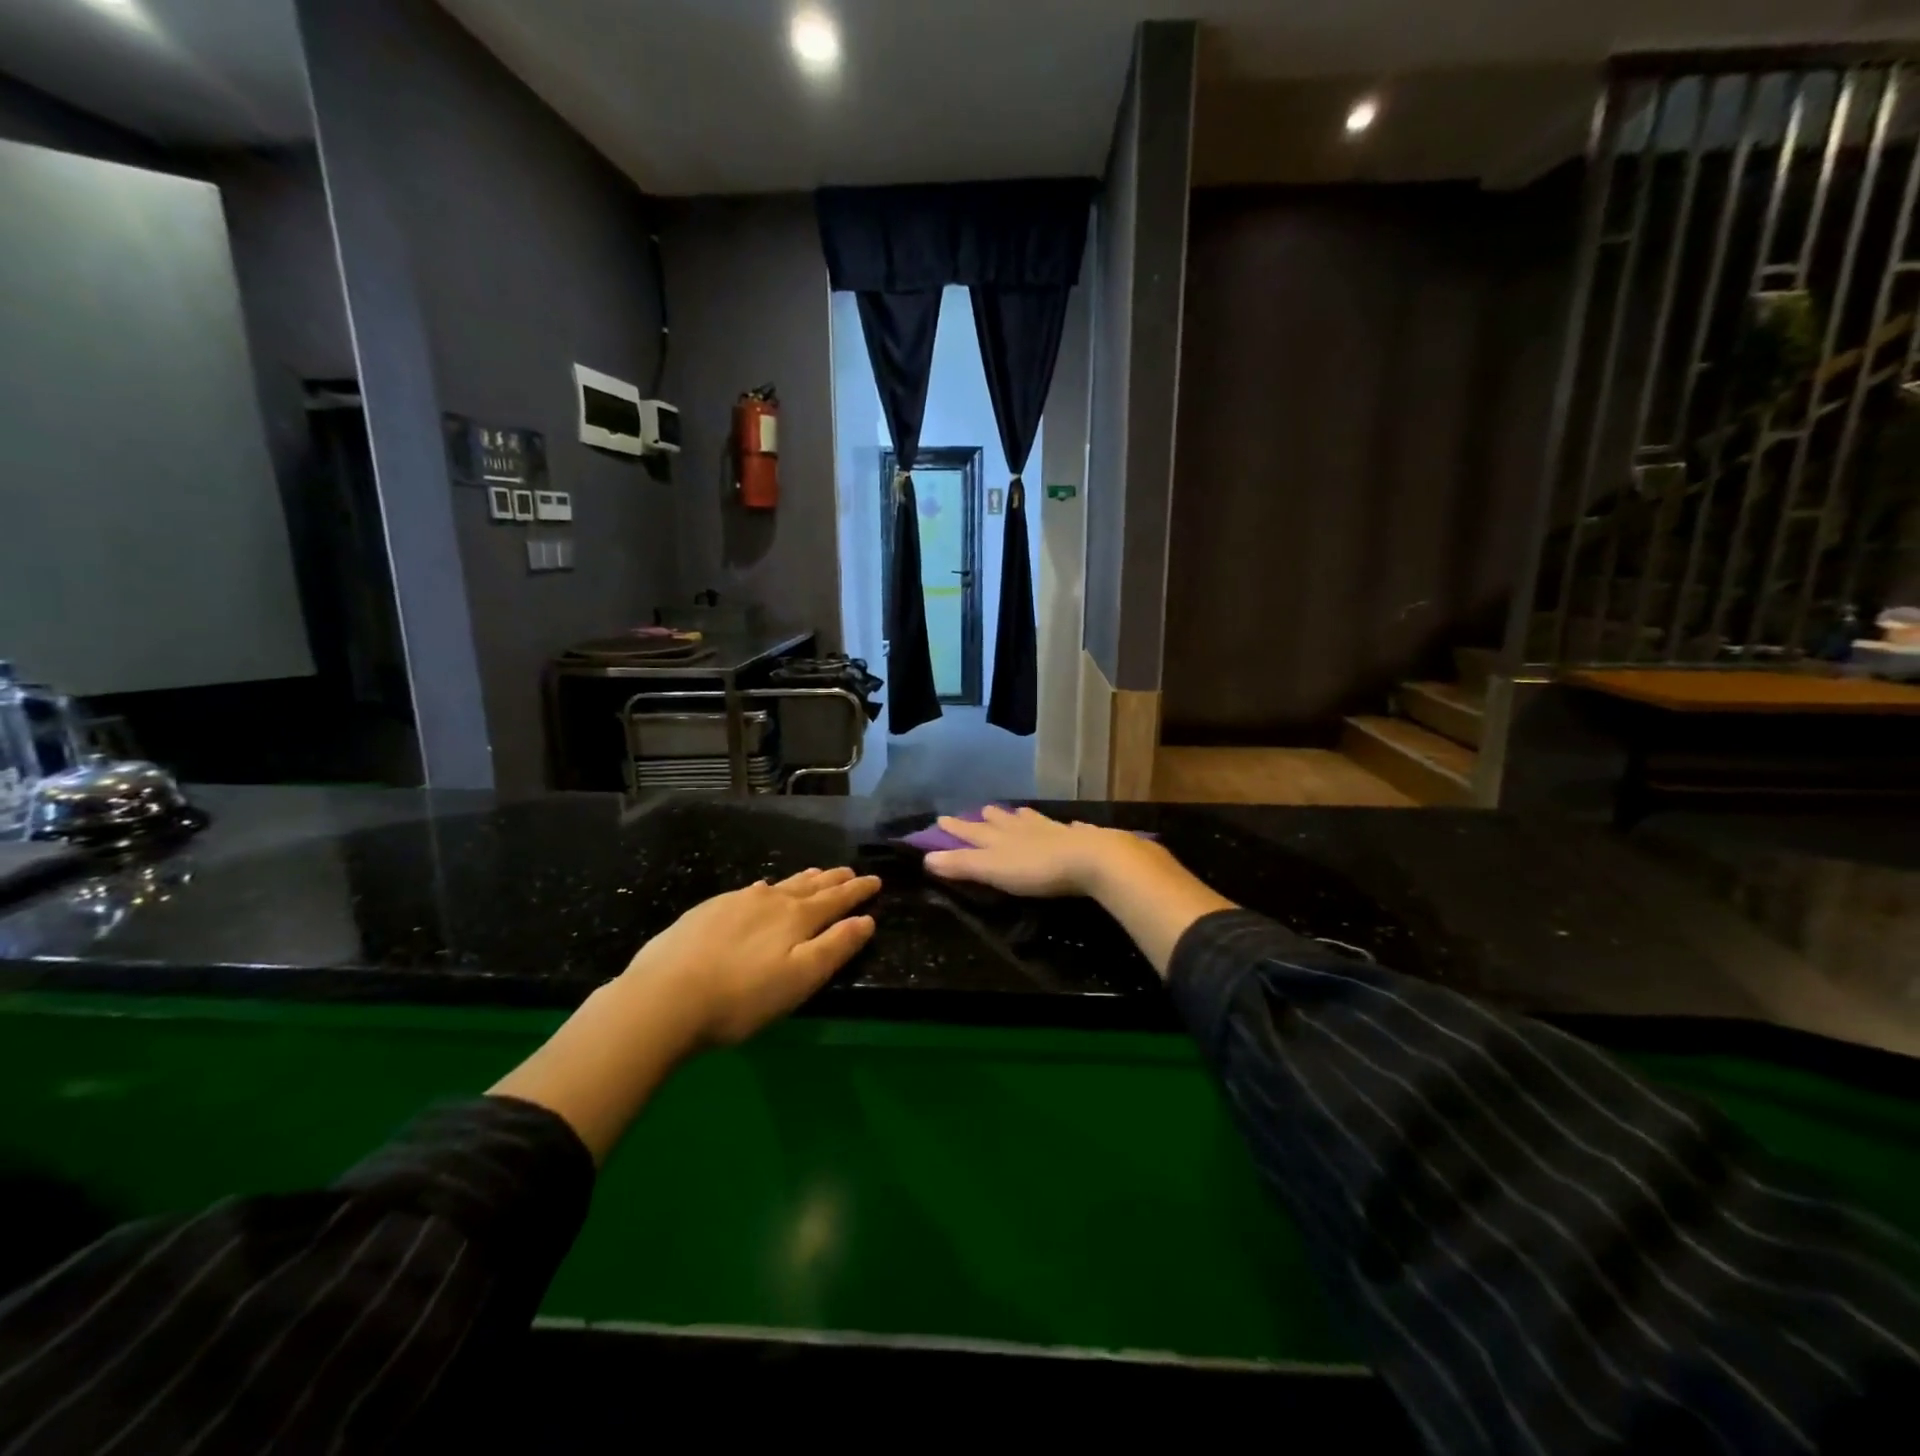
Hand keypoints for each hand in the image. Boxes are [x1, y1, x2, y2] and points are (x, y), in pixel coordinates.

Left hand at [620, 866, 880, 1047]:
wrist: (664, 997)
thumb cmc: (741, 998)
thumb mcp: (800, 979)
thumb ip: (835, 947)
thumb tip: (866, 920)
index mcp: (796, 918)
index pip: (836, 899)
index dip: (857, 891)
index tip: (875, 880)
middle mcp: (769, 901)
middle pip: (808, 886)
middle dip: (833, 880)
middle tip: (849, 871)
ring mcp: (735, 902)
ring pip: (779, 885)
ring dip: (802, 880)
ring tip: (815, 874)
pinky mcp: (707, 910)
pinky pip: (749, 891)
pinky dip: (767, 888)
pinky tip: (761, 890)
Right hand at [923, 806, 1164, 897]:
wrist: (1091, 859)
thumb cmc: (1037, 869)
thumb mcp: (992, 869)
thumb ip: (961, 865)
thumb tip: (926, 857)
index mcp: (1001, 838)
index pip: (972, 832)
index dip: (956, 828)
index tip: (941, 819)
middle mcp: (1024, 829)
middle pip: (1002, 822)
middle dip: (989, 818)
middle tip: (981, 810)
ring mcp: (1053, 831)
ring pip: (1032, 821)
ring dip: (1022, 817)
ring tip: (1018, 811)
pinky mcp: (1080, 839)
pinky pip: (1067, 828)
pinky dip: (1063, 826)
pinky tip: (1069, 825)